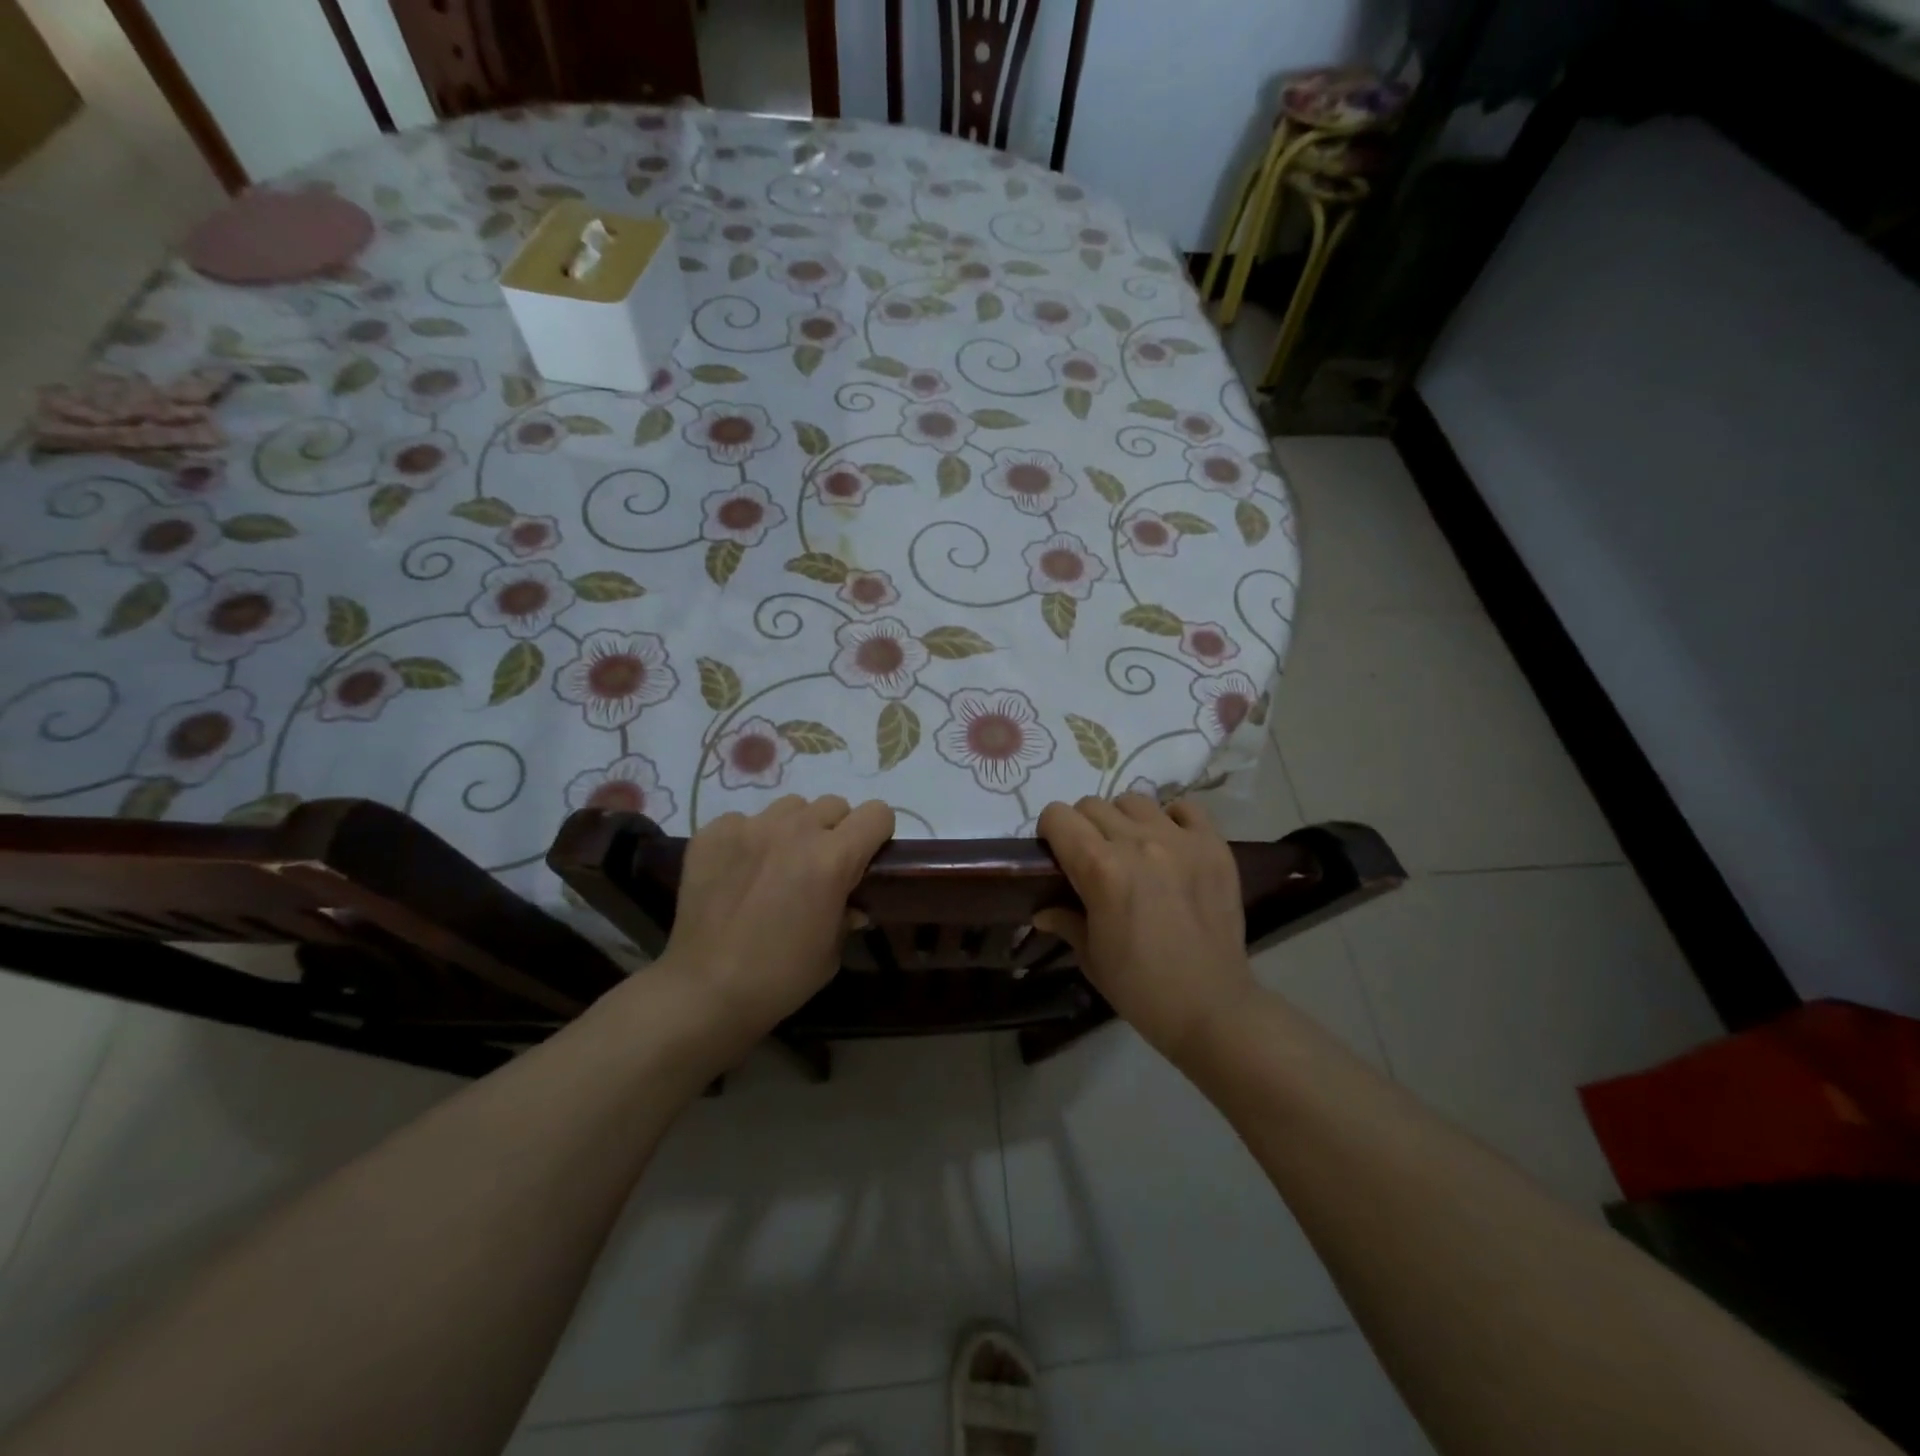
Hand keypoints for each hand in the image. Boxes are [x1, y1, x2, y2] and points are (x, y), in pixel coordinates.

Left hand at [656, 795, 894, 1042]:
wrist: (704, 991)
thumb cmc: (780, 977)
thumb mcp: (832, 950)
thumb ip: (847, 912)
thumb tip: (851, 903)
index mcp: (833, 858)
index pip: (877, 813)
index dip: (877, 834)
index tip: (866, 858)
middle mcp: (795, 830)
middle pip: (834, 805)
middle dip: (836, 831)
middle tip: (820, 867)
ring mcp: (750, 827)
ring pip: (791, 807)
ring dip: (795, 829)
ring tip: (777, 864)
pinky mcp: (713, 833)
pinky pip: (745, 820)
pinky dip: (750, 840)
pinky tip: (739, 872)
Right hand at [1035, 794, 1256, 1063]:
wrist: (1213, 1008)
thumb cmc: (1141, 988)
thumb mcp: (1091, 957)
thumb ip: (1065, 920)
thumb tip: (1042, 910)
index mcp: (1100, 869)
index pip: (1057, 816)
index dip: (1050, 833)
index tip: (1056, 854)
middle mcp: (1138, 843)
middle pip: (1092, 805)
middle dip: (1083, 827)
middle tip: (1093, 859)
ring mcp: (1180, 840)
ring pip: (1134, 800)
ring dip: (1124, 820)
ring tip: (1133, 849)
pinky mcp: (1214, 846)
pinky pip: (1186, 807)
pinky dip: (1172, 819)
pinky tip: (1170, 844)